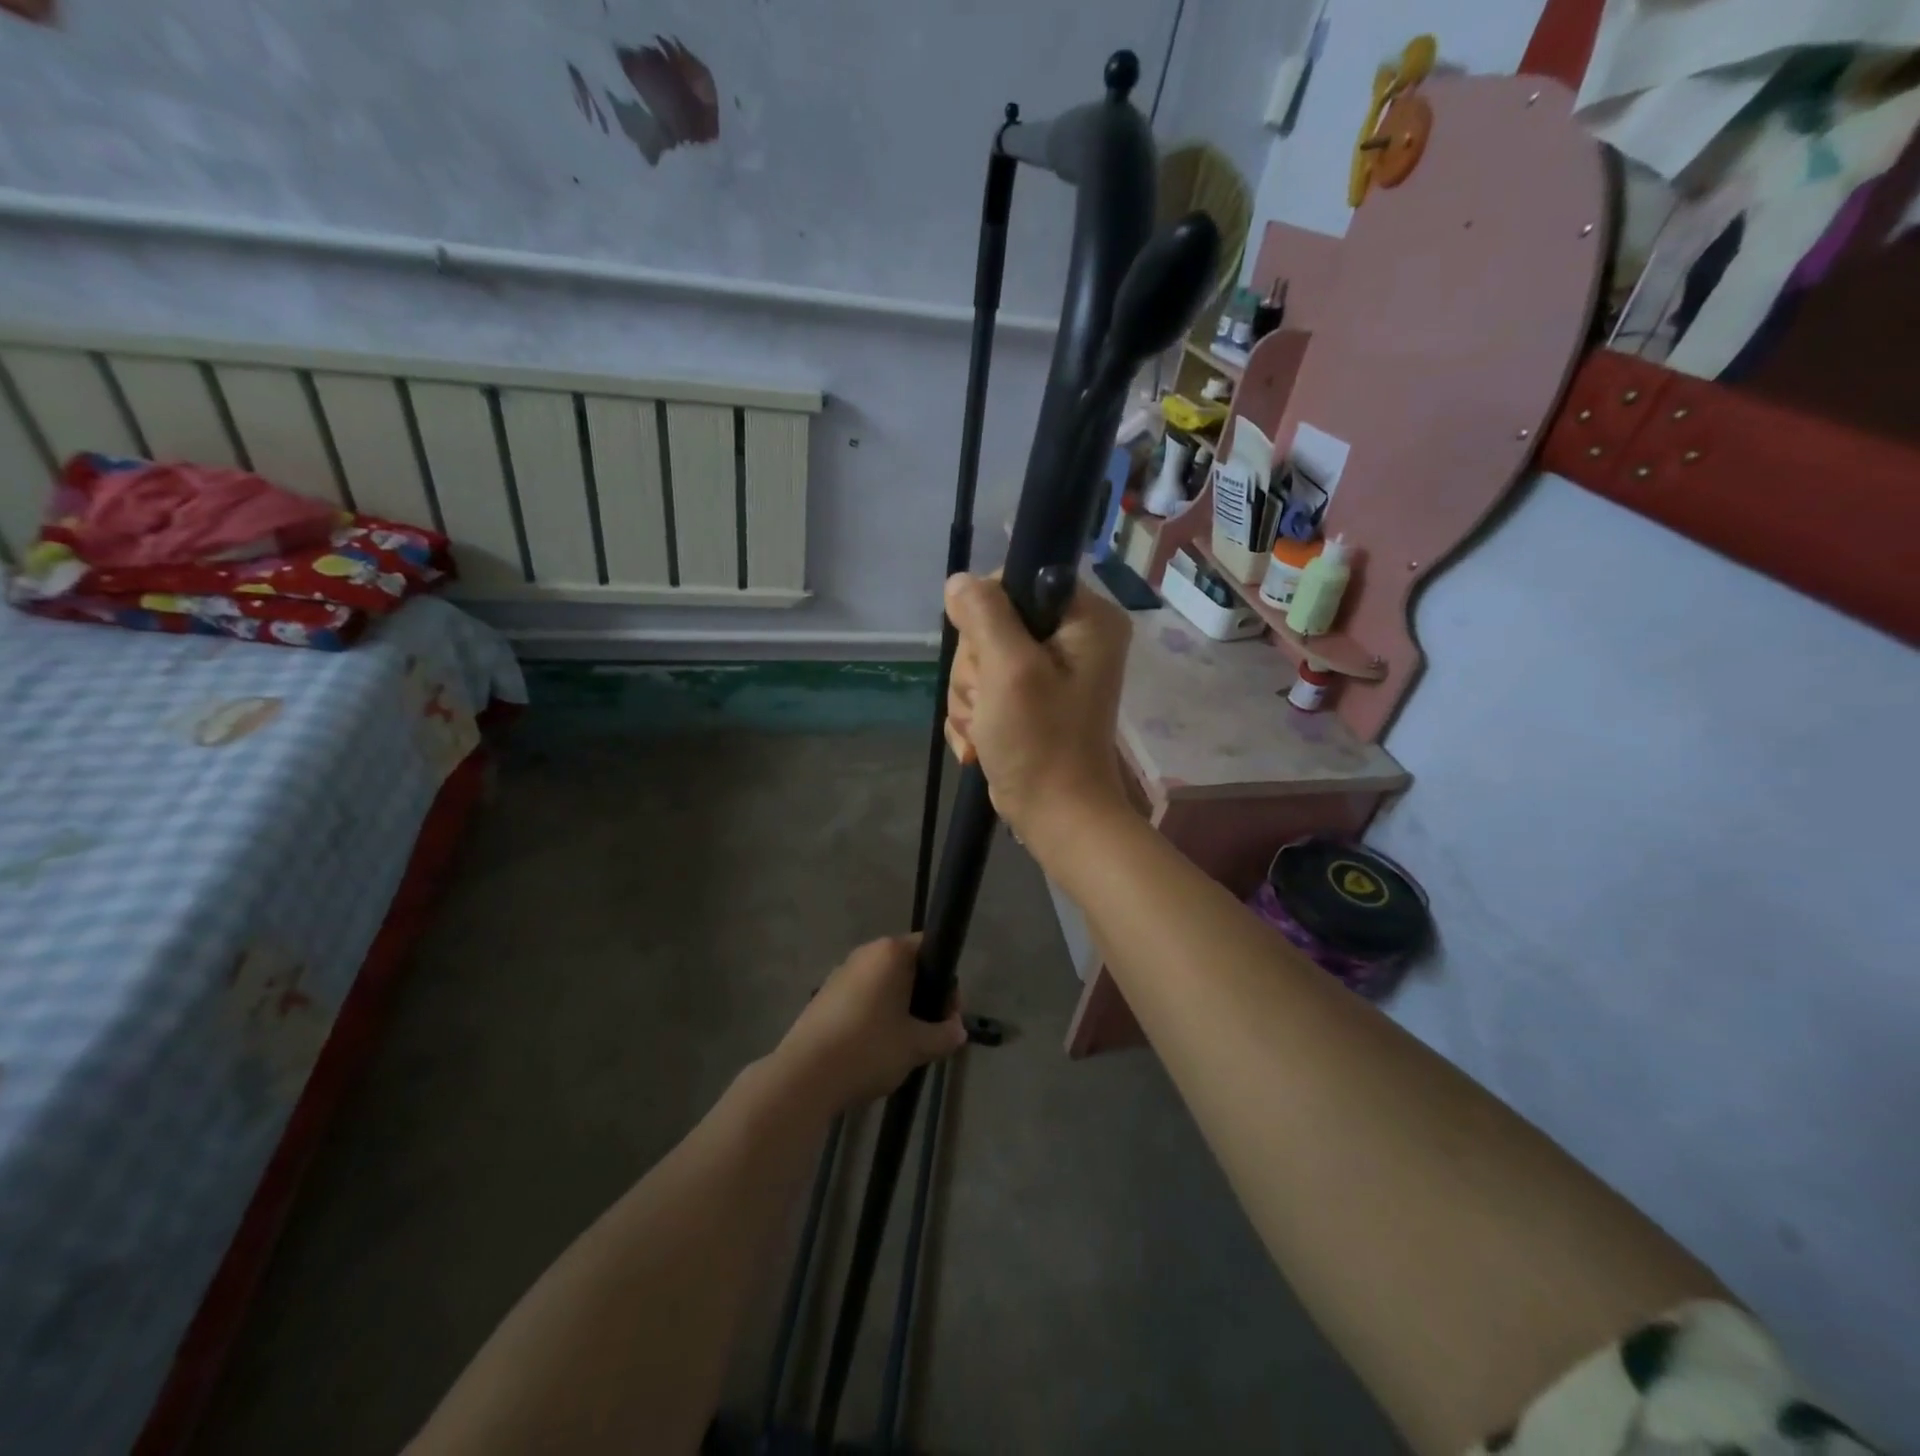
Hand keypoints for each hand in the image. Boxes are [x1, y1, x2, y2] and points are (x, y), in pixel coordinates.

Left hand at [772, 936, 966, 1110]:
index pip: (930, 948)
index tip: (948, 1015)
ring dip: (899, 1009)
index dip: (946, 982)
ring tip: (902, 1046)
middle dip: (923, 997)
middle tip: (929, 1035)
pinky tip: (873, 1049)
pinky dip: (874, 1016)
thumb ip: (944, 1035)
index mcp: (890, 953)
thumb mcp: (916, 1046)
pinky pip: (862, 998)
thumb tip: (958, 1030)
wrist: (804, 1077)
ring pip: (883, 985)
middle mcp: (865, 954)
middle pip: (907, 967)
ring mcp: (841, 974)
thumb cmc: (868, 1049)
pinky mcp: (824, 997)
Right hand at [942, 571, 1132, 853]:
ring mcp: (1049, 673)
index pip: (1019, 580)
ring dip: (971, 700)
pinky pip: (984, 691)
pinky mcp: (1030, 701)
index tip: (990, 656)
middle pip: (992, 624)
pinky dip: (975, 719)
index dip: (988, 615)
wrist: (1056, 817)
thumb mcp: (1009, 670)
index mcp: (1086, 619)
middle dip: (977, 671)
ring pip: (981, 661)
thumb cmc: (1040, 742)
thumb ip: (985, 615)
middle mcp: (1073, 639)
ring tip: (988, 732)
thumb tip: (959, 582)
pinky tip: (981, 744)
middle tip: (991, 704)